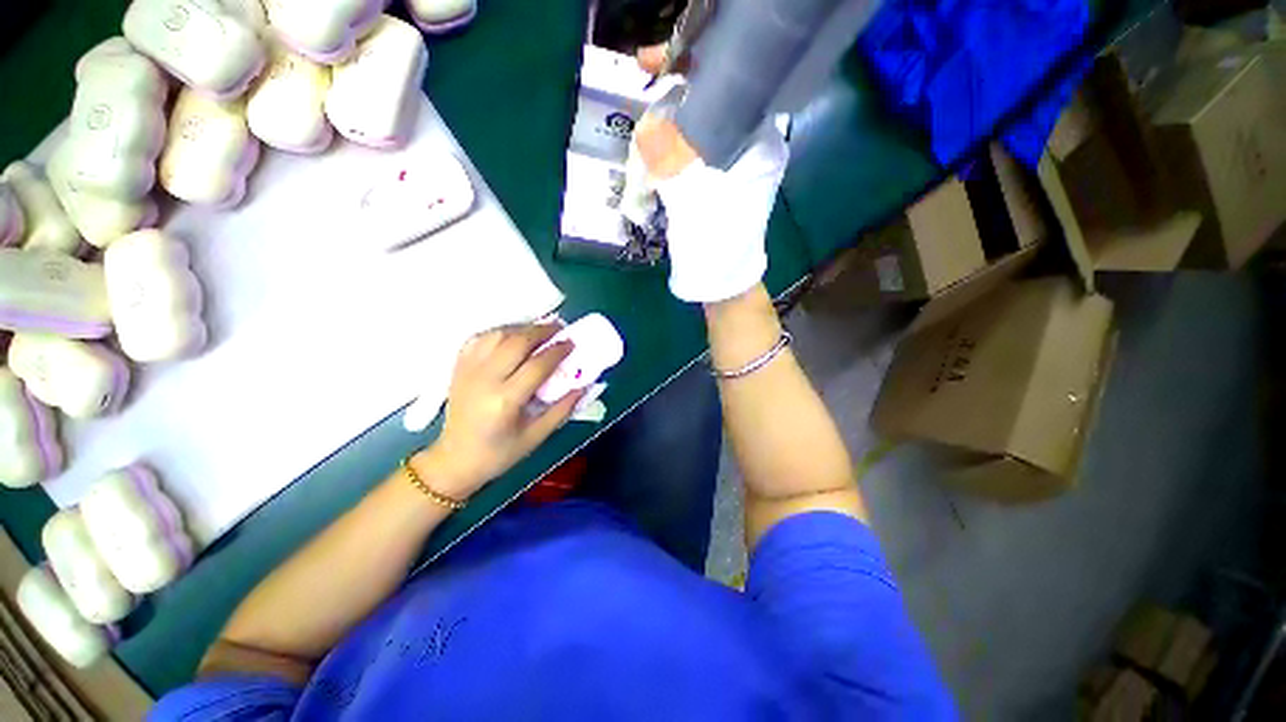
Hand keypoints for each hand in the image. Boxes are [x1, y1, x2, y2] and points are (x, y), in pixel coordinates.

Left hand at [415, 324, 582, 498]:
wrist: (454, 460)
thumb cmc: (499, 453)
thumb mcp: (536, 436)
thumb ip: (563, 409)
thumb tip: (585, 385)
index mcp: (506, 400)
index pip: (537, 365)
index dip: (558, 351)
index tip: (572, 343)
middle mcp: (485, 380)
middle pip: (516, 341)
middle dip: (541, 331)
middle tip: (559, 329)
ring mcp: (468, 371)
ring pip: (497, 334)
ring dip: (521, 328)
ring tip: (539, 331)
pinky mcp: (459, 367)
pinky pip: (480, 338)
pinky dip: (499, 332)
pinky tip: (512, 336)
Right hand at [630, 62, 789, 303]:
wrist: (720, 285)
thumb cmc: (714, 244)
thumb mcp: (691, 197)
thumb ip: (669, 155)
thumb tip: (648, 126)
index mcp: (754, 142)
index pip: (725, 83)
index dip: (688, 67)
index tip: (649, 63)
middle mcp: (746, 148)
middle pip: (706, 105)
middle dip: (669, 101)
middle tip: (639, 102)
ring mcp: (728, 168)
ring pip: (693, 132)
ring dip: (664, 132)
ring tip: (641, 139)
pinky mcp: (712, 186)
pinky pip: (687, 158)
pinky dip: (666, 157)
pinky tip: (649, 162)